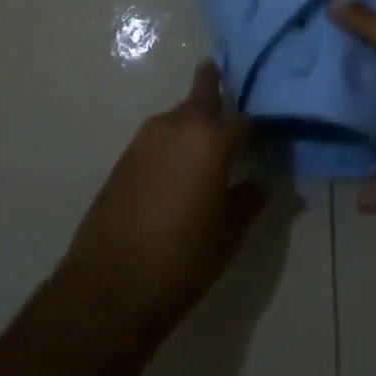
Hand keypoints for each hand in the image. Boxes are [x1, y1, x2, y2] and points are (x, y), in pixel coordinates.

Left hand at [58, 63, 267, 340]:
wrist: (108, 288)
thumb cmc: (181, 259)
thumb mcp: (229, 234)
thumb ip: (251, 200)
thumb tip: (267, 182)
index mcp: (211, 139)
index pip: (244, 120)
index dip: (258, 129)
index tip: (268, 137)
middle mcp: (178, 125)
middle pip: (203, 92)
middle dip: (218, 87)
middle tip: (232, 92)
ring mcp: (146, 138)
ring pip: (180, 114)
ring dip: (194, 120)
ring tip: (208, 143)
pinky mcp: (125, 157)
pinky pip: (159, 137)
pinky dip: (174, 141)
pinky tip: (179, 168)